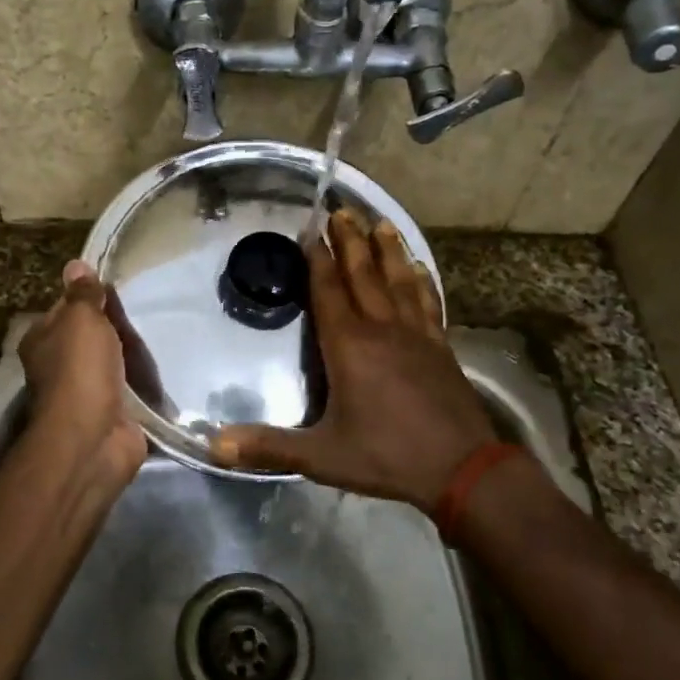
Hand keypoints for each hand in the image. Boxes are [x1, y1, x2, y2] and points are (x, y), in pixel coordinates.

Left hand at [19, 261, 146, 501]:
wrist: (94, 438)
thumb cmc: (81, 370)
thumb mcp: (81, 319)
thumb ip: (83, 294)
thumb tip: (75, 265)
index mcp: (42, 341)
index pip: (65, 309)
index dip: (88, 297)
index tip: (118, 289)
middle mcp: (58, 366)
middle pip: (90, 337)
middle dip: (115, 326)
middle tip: (147, 309)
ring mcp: (85, 393)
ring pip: (111, 363)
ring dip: (130, 354)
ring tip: (161, 334)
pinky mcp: (111, 413)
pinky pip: (129, 389)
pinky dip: (142, 382)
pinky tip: (163, 368)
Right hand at [212, 212, 503, 514]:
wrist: (463, 470)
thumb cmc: (387, 457)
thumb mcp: (322, 457)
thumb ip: (269, 447)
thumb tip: (215, 445)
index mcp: (350, 347)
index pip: (330, 291)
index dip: (319, 259)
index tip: (312, 229)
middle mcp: (383, 330)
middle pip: (364, 274)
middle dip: (351, 240)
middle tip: (342, 209)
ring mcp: (417, 335)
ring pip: (400, 281)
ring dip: (388, 250)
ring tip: (381, 222)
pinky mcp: (441, 347)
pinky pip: (429, 302)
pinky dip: (423, 281)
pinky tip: (422, 268)